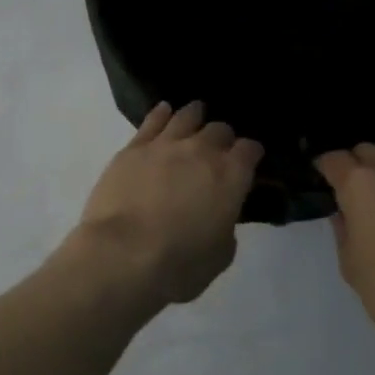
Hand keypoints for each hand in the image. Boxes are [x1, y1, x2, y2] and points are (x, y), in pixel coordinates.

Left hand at [71, 102, 262, 305]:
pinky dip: (161, 114)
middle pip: (219, 130)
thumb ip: (225, 225)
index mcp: (231, 176)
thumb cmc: (179, 264)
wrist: (123, 253)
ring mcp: (164, 145)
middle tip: (219, 146)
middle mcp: (201, 152)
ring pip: (186, 117)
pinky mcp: (133, 149)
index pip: (250, 150)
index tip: (249, 159)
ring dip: (195, 115)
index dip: (251, 153)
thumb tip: (218, 214)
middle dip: (223, 137)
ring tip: (196, 112)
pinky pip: (152, 121)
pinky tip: (164, 111)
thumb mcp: (221, 254)